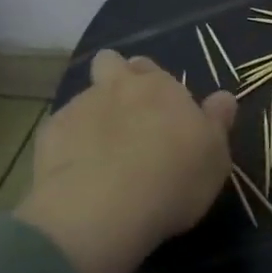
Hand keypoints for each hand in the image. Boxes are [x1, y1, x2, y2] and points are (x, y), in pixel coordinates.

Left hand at [15, 50, 235, 272]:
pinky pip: (60, 132)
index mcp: (159, 86)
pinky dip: (67, 147)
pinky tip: (76, 175)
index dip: (152, 84)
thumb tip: (223, 97)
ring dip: (92, 117)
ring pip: (84, 99)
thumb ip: (217, 122)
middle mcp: (116, 86)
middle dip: (115, 80)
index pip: (150, 67)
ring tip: (100, 157)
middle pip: (110, 64)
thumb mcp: (215, 156)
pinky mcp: (48, 136)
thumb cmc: (173, 179)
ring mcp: (78, 108)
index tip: (160, 112)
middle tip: (127, 119)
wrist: (104, 209)